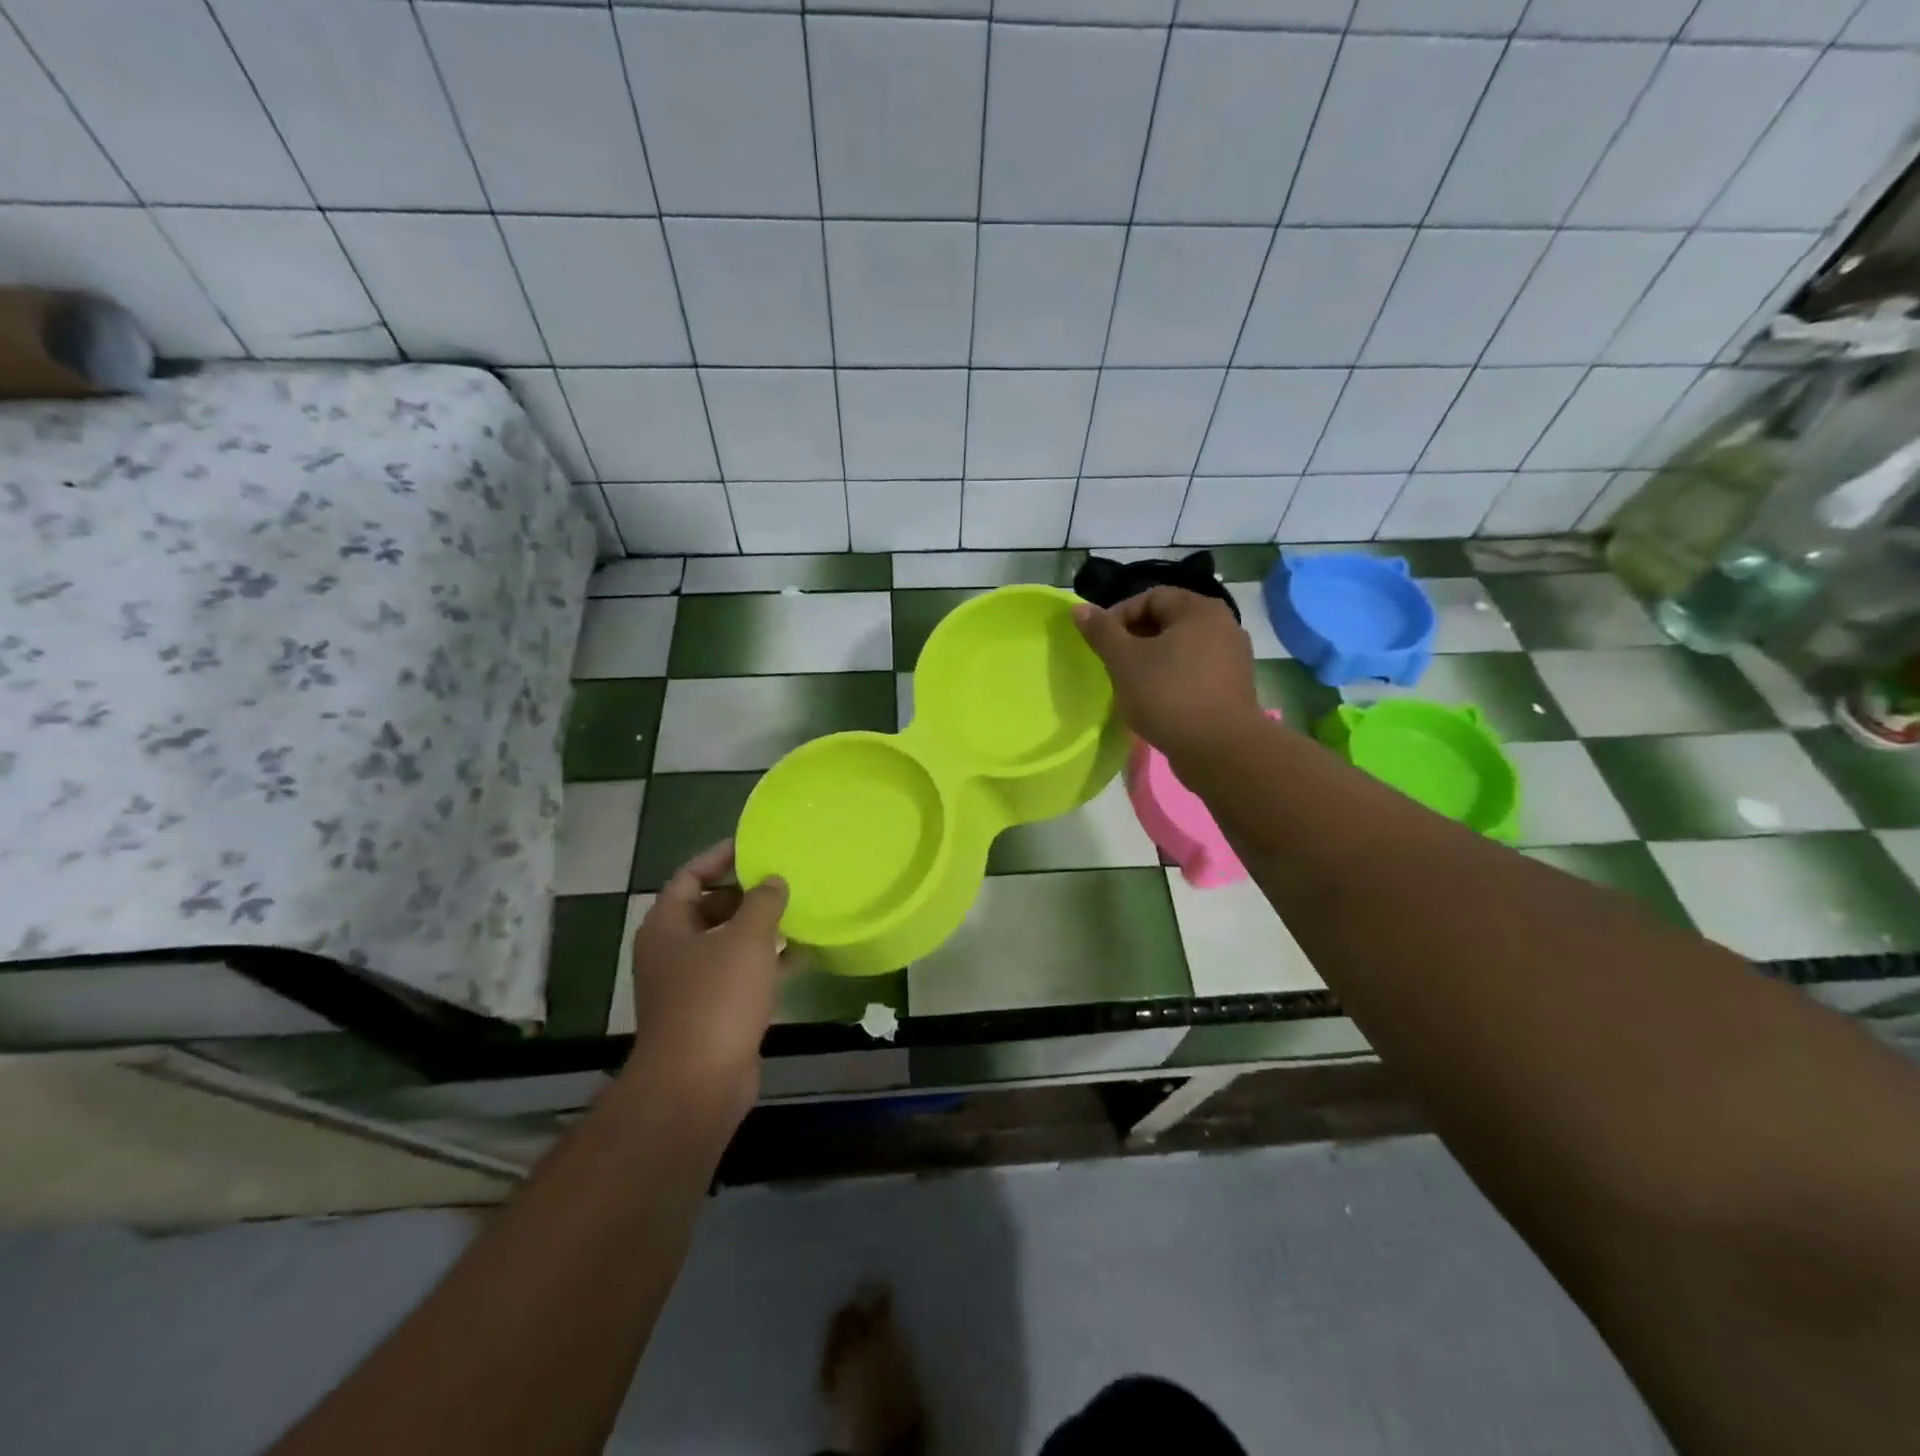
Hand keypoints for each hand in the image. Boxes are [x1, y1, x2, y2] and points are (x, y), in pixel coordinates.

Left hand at [624, 840, 788, 1120]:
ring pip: (728, 943)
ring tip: (799, 910)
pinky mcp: (712, 1012)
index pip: (690, 876)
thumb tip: (773, 880)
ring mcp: (691, 984)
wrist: (698, 1083)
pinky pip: (741, 974)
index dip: (720, 857)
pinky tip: (803, 955)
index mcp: (667, 926)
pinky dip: (767, 963)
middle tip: (784, 878)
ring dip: (760, 929)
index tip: (754, 845)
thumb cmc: (716, 999)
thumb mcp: (746, 939)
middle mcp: (673, 951)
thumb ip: (763, 902)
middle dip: (746, 894)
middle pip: (709, 908)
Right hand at [1073, 587, 1260, 760]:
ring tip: (1130, 685)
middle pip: (1167, 622)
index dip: (1119, 616)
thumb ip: (1101, 631)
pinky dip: (1171, 679)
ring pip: (1180, 649)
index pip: (1150, 597)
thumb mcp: (1125, 661)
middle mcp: (1223, 625)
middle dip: (1134, 640)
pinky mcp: (1233, 687)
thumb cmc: (1168, 695)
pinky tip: (1155, 701)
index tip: (1101, 644)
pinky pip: (1194, 672)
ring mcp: (1232, 658)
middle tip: (1112, 665)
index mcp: (1199, 610)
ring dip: (1151, 662)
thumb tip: (1078, 608)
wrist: (1220, 750)